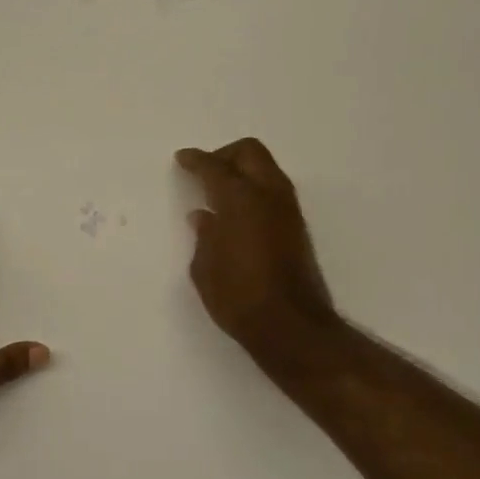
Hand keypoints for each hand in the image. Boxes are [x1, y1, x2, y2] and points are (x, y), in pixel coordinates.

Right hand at [177, 138, 342, 378]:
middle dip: (225, 154)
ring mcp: (287, 210)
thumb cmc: (237, 296)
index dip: (195, 160)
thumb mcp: (205, 267)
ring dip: (244, 171)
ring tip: (219, 192)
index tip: (182, 159)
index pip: (214, 167)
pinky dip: (254, 189)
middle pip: (250, 152)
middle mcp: (268, 195)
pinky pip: (273, 191)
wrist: (290, 326)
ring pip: (267, 169)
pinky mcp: (297, 228)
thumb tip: (204, 217)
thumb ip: (204, 236)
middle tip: (204, 170)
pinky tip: (236, 212)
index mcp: (239, 199)